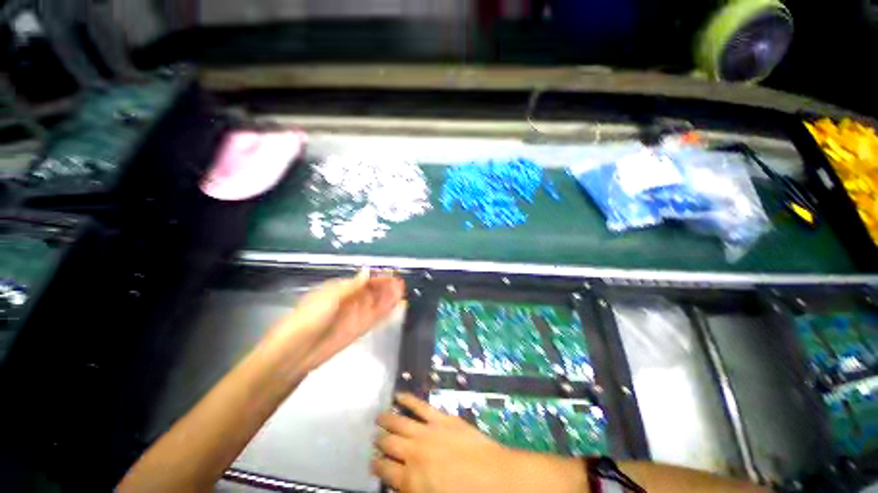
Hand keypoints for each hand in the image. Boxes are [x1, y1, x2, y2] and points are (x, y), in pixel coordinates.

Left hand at [276, 269, 404, 371]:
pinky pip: (376, 317)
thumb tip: (367, 271)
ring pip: (376, 304)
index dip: (378, 278)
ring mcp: (356, 315)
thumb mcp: (331, 298)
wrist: (298, 350)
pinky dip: (386, 312)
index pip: (364, 281)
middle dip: (386, 287)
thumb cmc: (310, 317)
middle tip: (401, 283)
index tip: (392, 275)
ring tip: (403, 292)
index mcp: (341, 289)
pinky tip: (397, 307)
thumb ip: (352, 286)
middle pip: (372, 292)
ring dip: (389, 298)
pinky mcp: (359, 329)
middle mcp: (350, 301)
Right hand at [373, 393, 586, 492]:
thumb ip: (412, 491)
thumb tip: (400, 483)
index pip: (384, 470)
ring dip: (388, 419)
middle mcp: (414, 454)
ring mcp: (427, 432)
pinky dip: (408, 400)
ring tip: (379, 416)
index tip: (372, 460)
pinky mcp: (441, 418)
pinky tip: (399, 395)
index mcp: (411, 481)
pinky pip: (420, 406)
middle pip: (390, 444)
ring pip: (400, 423)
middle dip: (380, 441)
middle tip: (375, 437)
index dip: (376, 464)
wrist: (495, 478)